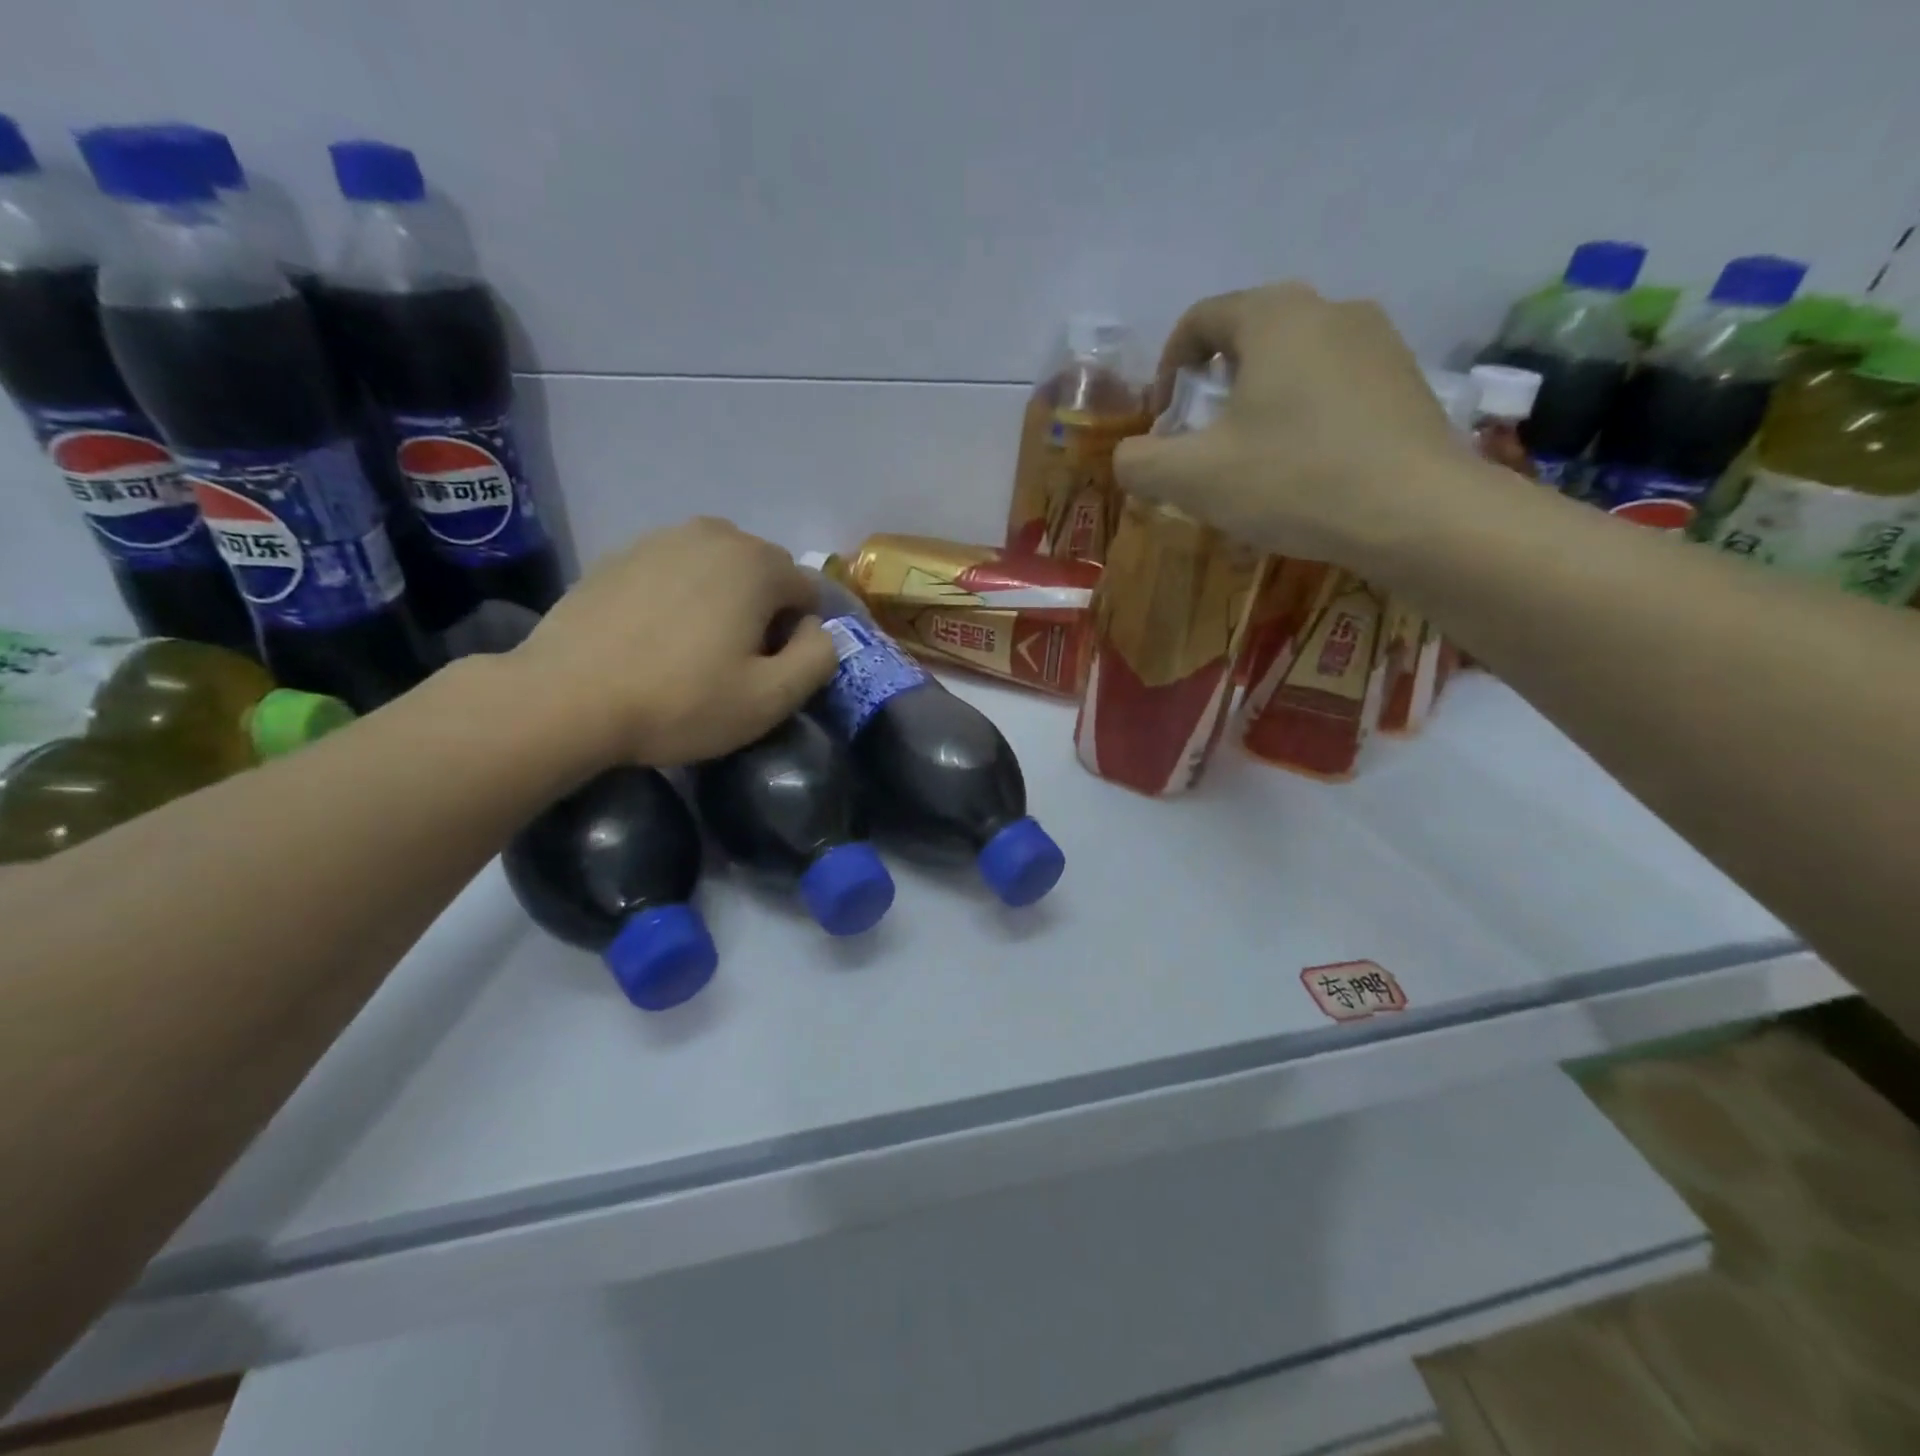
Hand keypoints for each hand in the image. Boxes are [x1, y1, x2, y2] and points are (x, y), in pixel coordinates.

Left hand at [510, 518, 837, 766]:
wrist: (564, 698)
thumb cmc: (680, 701)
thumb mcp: (771, 698)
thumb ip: (819, 658)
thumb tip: (816, 629)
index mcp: (757, 563)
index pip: (808, 592)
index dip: (800, 636)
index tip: (769, 672)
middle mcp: (714, 534)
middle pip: (764, 573)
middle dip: (764, 611)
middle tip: (734, 662)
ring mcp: (661, 538)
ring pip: (718, 568)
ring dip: (722, 600)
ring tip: (693, 648)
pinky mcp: (619, 555)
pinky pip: (674, 571)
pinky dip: (680, 596)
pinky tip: (654, 637)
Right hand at [1115, 282, 1492, 565]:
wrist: (1417, 513)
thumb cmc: (1292, 480)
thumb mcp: (1192, 479)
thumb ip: (1140, 462)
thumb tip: (1130, 455)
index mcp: (1274, 316)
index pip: (1200, 320)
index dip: (1168, 367)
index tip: (1163, 419)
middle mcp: (1330, 309)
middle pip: (1249, 338)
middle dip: (1214, 389)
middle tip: (1204, 444)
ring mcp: (1379, 342)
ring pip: (1295, 363)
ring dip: (1261, 404)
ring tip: (1255, 462)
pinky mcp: (1406, 381)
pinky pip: (1335, 388)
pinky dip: (1305, 418)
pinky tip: (1306, 469)